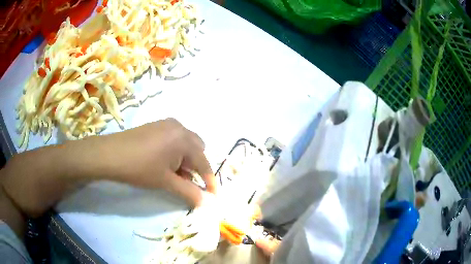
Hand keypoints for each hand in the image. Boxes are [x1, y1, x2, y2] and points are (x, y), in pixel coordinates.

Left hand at [83, 118, 216, 205]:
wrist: (110, 154)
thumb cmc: (139, 168)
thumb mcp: (166, 182)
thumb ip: (189, 192)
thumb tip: (207, 203)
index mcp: (184, 139)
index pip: (203, 162)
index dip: (209, 181)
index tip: (211, 195)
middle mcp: (179, 127)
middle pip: (197, 149)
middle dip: (197, 167)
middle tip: (188, 182)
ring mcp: (167, 124)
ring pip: (185, 144)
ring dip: (186, 159)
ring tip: (174, 174)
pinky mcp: (157, 126)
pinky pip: (174, 139)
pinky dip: (176, 152)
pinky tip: (164, 163)